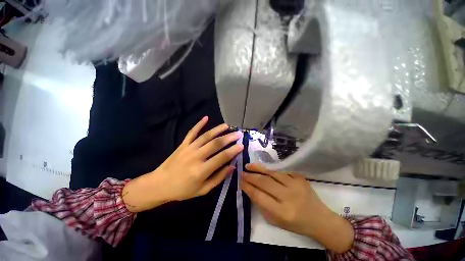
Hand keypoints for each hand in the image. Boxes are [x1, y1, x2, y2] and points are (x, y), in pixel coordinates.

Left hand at [122, 116, 243, 212]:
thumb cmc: (183, 190)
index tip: (241, 145)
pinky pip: (192, 132)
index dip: (233, 151)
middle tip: (238, 134)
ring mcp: (189, 148)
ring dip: (217, 130)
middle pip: (215, 144)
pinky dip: (199, 124)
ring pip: (206, 136)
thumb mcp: (203, 190)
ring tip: (227, 126)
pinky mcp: (183, 144)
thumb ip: (218, 178)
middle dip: (229, 138)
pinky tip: (206, 118)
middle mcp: (196, 157)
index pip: (221, 157)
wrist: (159, 185)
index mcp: (202, 170)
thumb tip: (232, 166)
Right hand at [241, 164, 353, 253]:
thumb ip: (262, 205)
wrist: (319, 219)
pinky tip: (264, 169)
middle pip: (265, 182)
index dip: (248, 187)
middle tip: (242, 172)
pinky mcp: (300, 178)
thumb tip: (251, 189)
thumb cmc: (296, 224)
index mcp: (282, 212)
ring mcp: (295, 185)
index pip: (259, 196)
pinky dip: (271, 170)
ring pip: (272, 173)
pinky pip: (282, 171)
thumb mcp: (276, 221)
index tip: (240, 181)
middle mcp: (288, 197)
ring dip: (258, 168)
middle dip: (250, 176)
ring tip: (249, 166)